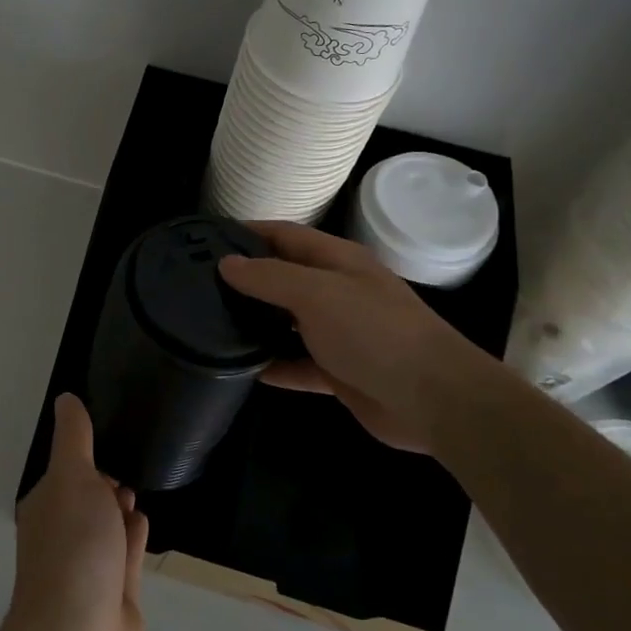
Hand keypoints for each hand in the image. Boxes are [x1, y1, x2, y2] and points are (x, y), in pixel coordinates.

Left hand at [6, 394, 149, 630]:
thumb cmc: (74, 547)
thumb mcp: (72, 477)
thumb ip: (74, 438)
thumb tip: (66, 398)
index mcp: (46, 506)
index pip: (65, 472)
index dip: (85, 455)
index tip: (110, 435)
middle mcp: (63, 535)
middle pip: (86, 500)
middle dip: (105, 481)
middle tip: (129, 462)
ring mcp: (89, 569)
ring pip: (107, 528)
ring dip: (120, 509)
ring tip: (136, 488)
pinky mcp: (116, 596)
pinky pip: (126, 556)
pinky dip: (133, 538)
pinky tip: (142, 522)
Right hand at [219, 221, 484, 454]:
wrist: (432, 398)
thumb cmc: (374, 331)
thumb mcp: (317, 293)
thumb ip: (269, 277)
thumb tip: (227, 263)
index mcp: (337, 261)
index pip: (285, 235)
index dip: (248, 232)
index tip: (206, 239)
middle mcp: (336, 291)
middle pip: (284, 278)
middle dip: (246, 279)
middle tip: (198, 285)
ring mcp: (339, 333)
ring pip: (287, 322)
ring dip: (256, 323)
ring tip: (209, 324)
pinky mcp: (339, 372)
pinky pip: (297, 364)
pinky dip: (273, 365)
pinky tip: (241, 369)